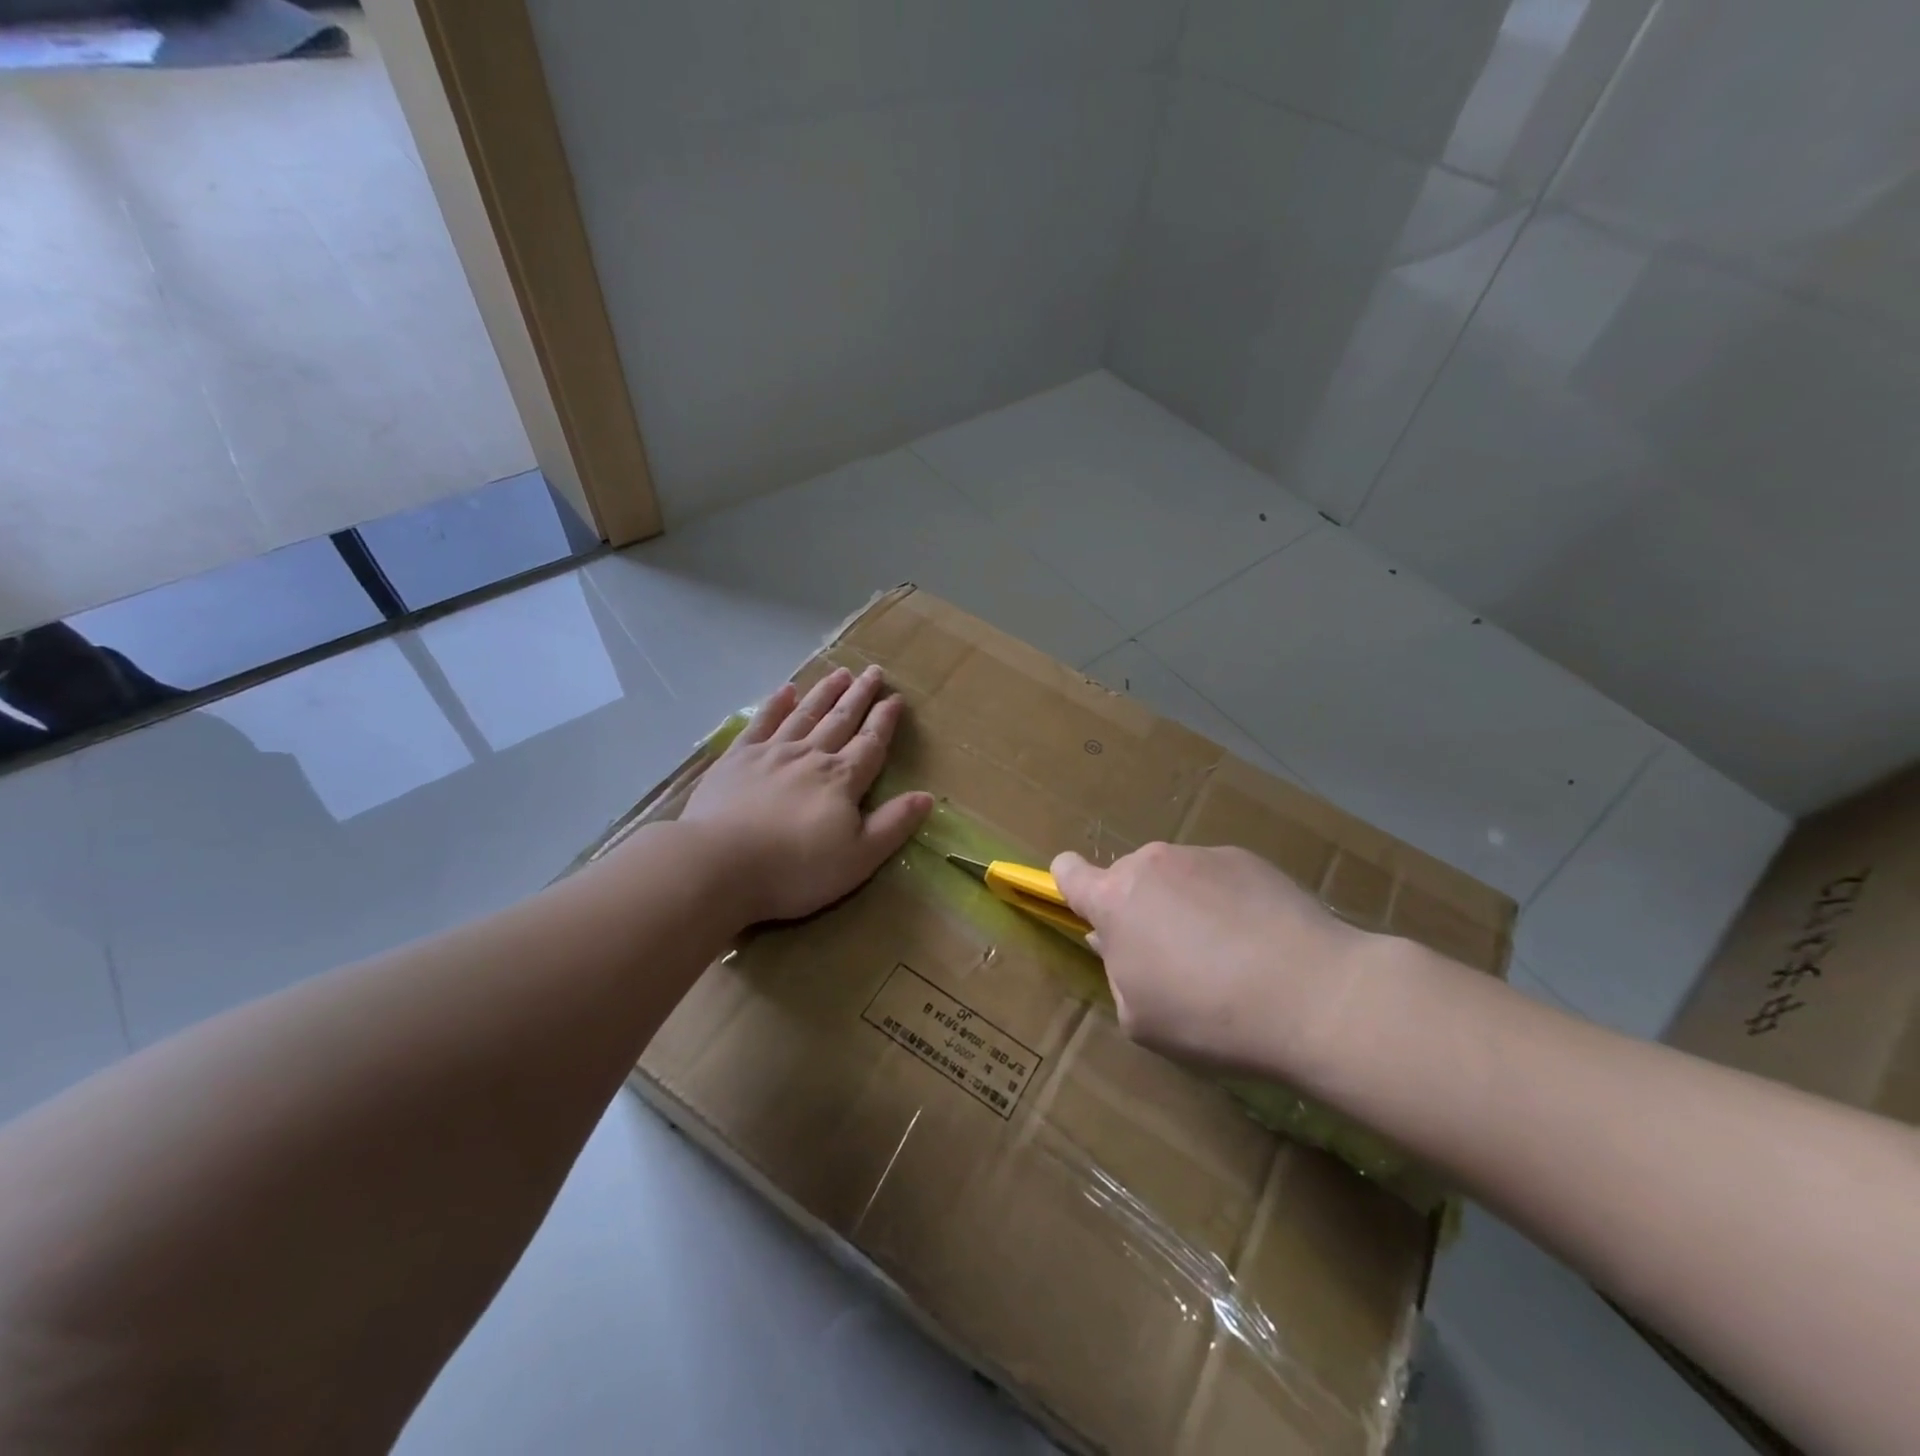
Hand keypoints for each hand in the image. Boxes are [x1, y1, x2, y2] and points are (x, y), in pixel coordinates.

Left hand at [679, 665, 932, 923]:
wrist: (720, 865)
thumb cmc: (795, 869)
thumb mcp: (858, 858)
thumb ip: (893, 824)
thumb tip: (927, 796)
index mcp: (842, 780)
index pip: (871, 743)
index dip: (885, 721)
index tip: (895, 698)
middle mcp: (810, 756)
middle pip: (841, 720)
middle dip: (859, 696)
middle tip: (873, 671)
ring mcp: (771, 753)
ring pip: (805, 714)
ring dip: (824, 693)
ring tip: (839, 673)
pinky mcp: (737, 758)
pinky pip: (762, 723)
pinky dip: (776, 705)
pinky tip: (786, 690)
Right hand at [1050, 842, 1369, 1073]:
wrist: (1312, 994)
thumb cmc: (1209, 1015)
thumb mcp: (1141, 1017)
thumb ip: (1117, 971)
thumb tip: (1119, 942)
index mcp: (1115, 901)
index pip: (1068, 872)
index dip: (1069, 886)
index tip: (1086, 909)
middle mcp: (1151, 864)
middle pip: (1129, 880)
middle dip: (1140, 910)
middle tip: (1173, 958)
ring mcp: (1202, 856)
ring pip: (1175, 878)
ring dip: (1184, 905)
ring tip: (1227, 955)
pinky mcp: (1248, 858)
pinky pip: (1219, 877)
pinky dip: (1226, 902)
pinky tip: (1259, 942)